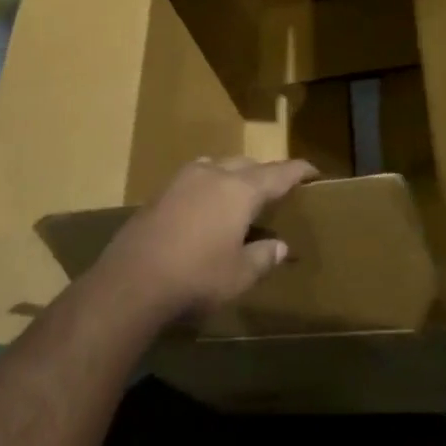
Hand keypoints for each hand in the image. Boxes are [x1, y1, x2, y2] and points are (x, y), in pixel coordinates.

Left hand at [94, 156, 318, 321]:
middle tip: (277, 189)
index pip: (278, 174)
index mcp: (240, 190)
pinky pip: (195, 178)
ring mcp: (182, 180)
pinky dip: (209, 185)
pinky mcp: (160, 192)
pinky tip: (206, 206)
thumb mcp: (239, 275)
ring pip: (217, 165)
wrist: (132, 280)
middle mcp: (213, 175)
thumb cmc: (197, 278)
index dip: (298, 171)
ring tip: (240, 193)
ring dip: (234, 174)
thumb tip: (280, 246)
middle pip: (247, 165)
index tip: (313, 171)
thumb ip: (263, 257)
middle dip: (265, 173)